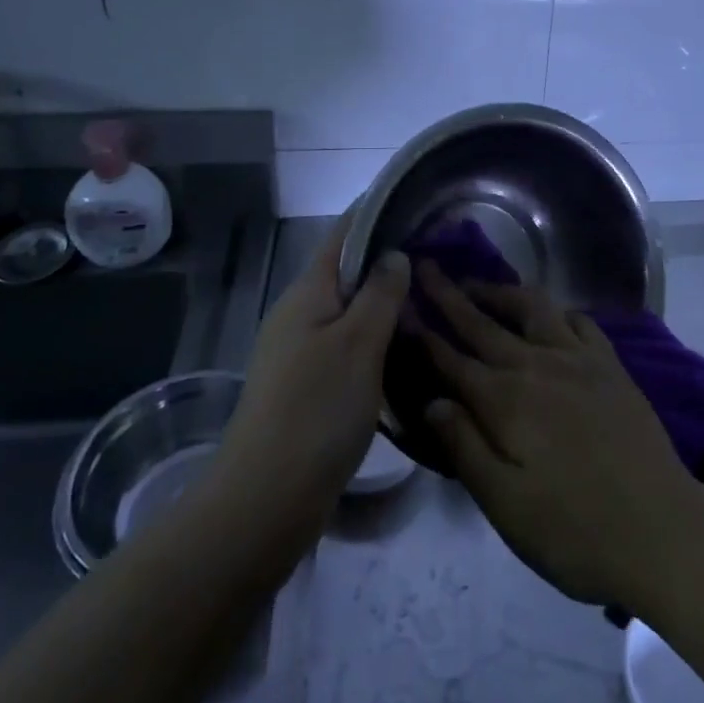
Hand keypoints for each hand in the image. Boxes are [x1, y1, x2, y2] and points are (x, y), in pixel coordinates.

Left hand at [214, 220, 409, 538]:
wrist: (265, 501)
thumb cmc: (316, 410)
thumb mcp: (358, 344)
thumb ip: (380, 293)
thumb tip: (394, 255)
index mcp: (308, 292)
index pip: (343, 233)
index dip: (375, 211)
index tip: (415, 201)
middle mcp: (300, 314)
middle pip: (346, 271)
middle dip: (388, 259)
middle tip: (438, 256)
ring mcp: (299, 352)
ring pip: (349, 311)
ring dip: (384, 302)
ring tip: (431, 299)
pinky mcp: (306, 386)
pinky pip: (347, 345)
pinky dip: (376, 338)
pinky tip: (405, 349)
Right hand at [418, 265, 696, 606]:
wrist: (661, 530)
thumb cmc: (574, 530)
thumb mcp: (506, 505)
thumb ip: (465, 447)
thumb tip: (430, 400)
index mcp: (505, 401)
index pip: (452, 359)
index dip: (424, 332)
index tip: (401, 305)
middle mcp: (537, 365)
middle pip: (483, 322)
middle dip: (450, 294)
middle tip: (426, 267)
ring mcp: (578, 358)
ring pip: (531, 307)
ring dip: (501, 292)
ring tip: (480, 286)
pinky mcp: (610, 363)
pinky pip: (578, 320)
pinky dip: (555, 310)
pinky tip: (550, 315)